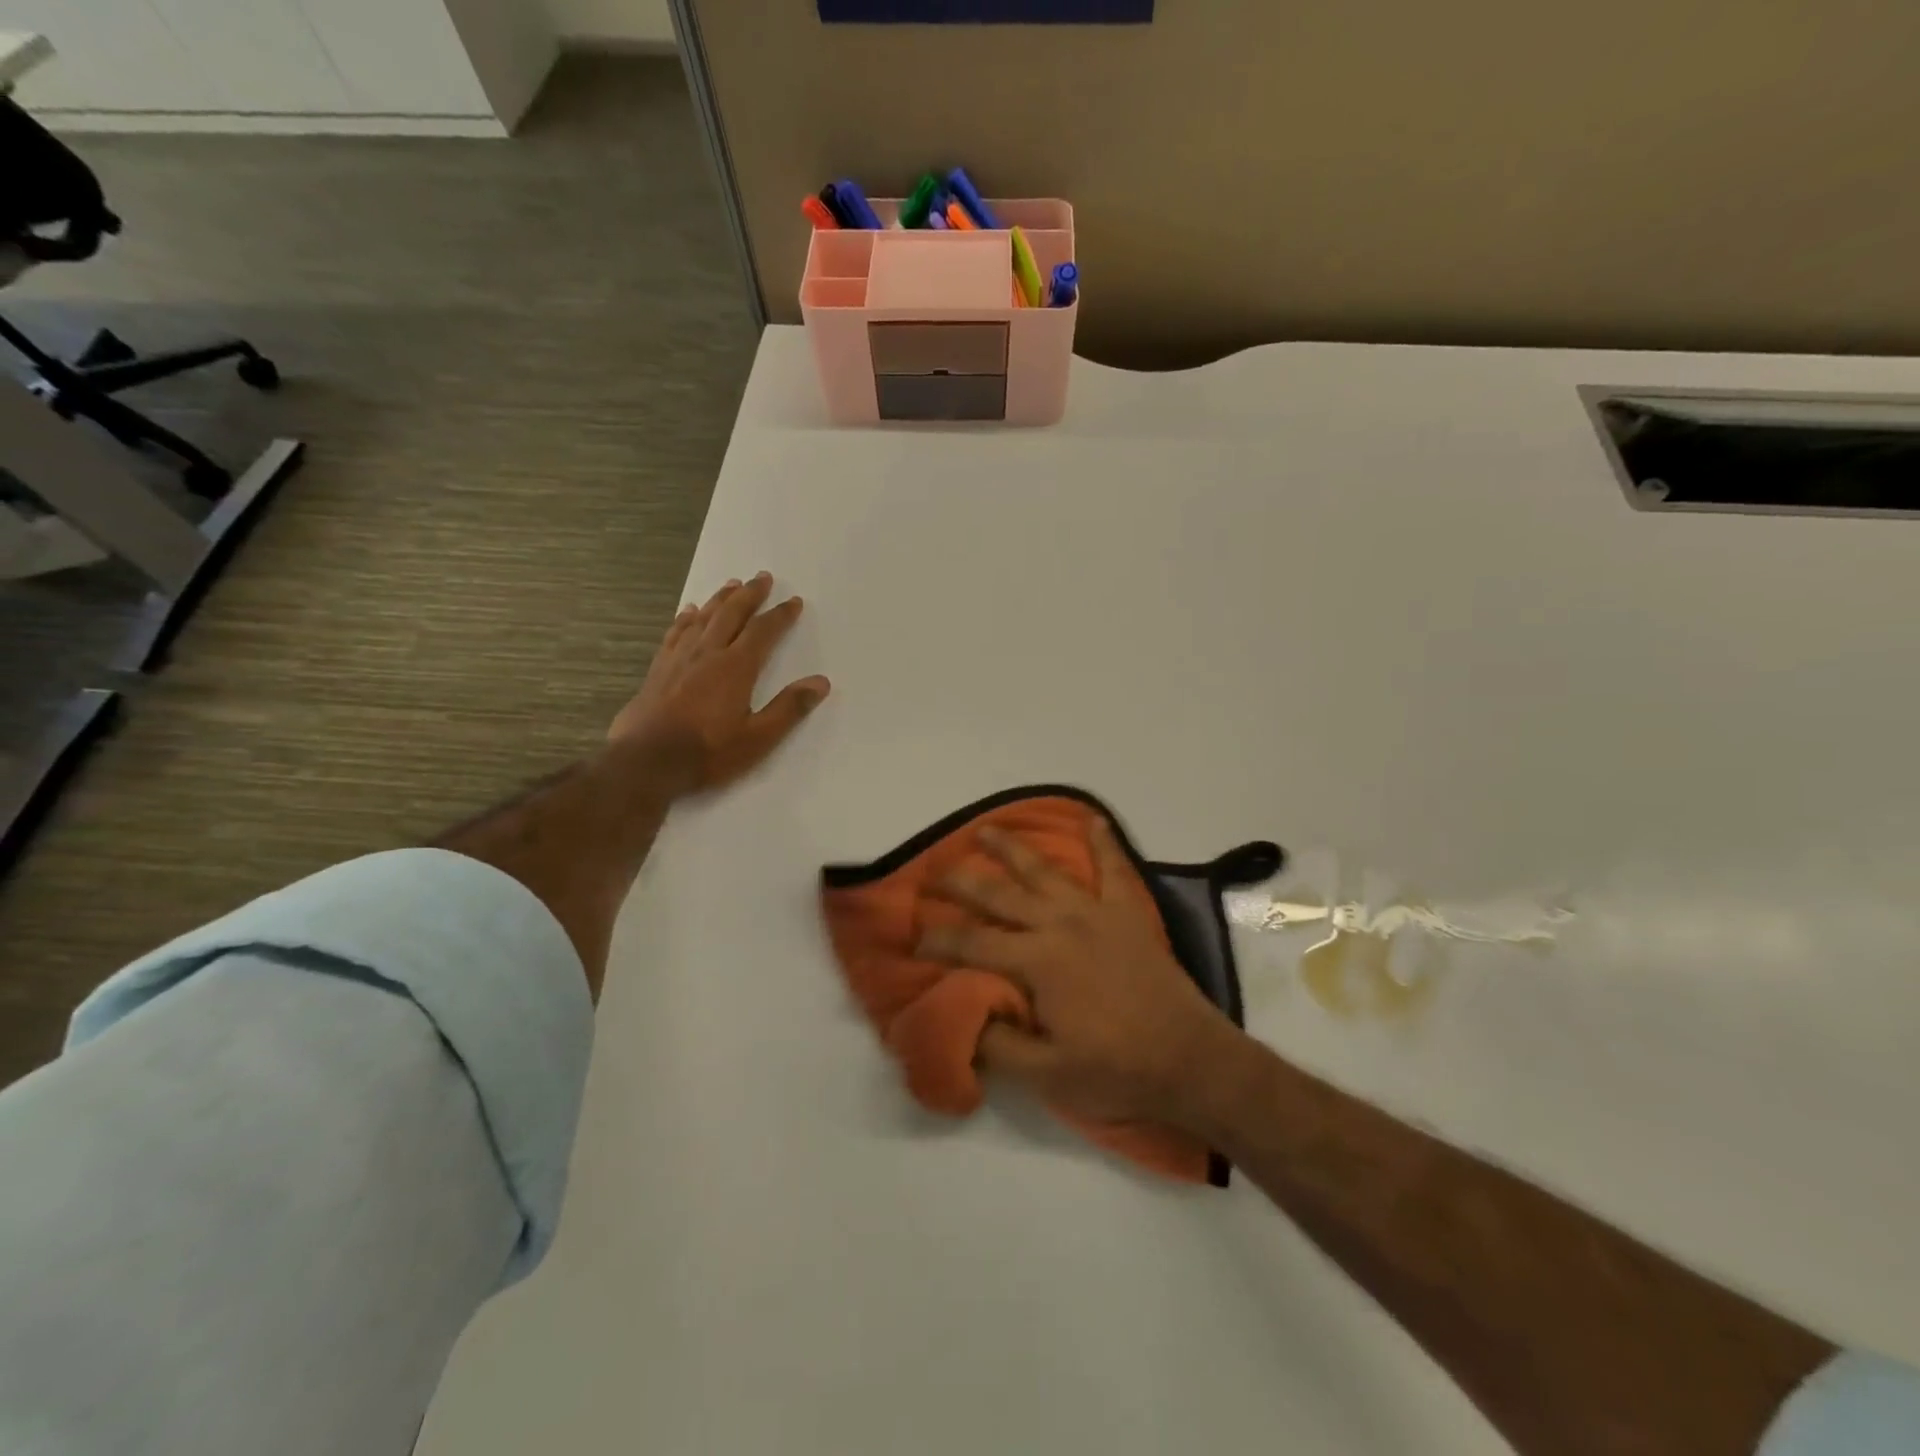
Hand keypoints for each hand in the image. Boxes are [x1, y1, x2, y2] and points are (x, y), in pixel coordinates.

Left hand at [609, 572, 829, 798]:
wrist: (646, 762)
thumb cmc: (708, 753)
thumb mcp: (758, 738)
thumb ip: (789, 708)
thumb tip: (821, 682)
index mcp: (736, 668)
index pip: (764, 632)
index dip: (780, 615)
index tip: (793, 602)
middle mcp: (708, 654)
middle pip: (732, 614)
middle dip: (750, 595)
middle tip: (763, 577)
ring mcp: (679, 659)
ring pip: (703, 618)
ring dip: (720, 599)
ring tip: (732, 584)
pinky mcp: (659, 669)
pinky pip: (675, 633)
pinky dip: (686, 618)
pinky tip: (688, 611)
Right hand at [916, 817, 1241, 1128]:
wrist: (1191, 1060)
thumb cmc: (1117, 1070)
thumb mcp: (1049, 1075)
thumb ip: (1000, 1046)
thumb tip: (964, 1021)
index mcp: (1037, 961)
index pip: (973, 944)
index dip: (939, 941)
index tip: (914, 939)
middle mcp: (1060, 924)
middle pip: (1000, 895)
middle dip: (962, 882)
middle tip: (934, 871)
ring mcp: (1096, 913)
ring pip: (1045, 871)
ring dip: (1012, 848)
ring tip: (986, 829)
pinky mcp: (1128, 913)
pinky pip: (1114, 869)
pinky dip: (1103, 842)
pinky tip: (1093, 820)